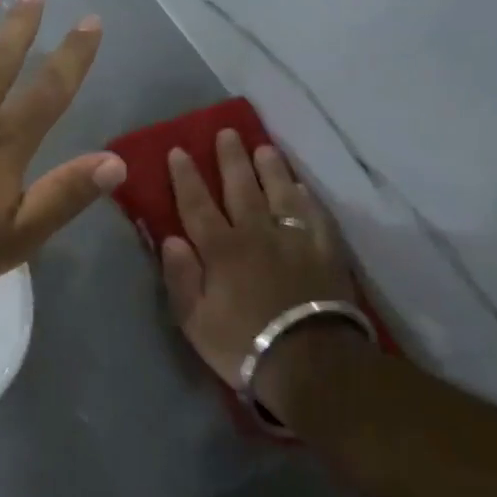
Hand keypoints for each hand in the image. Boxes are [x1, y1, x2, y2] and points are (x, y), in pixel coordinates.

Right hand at [161, 132, 361, 416]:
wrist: (312, 364)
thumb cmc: (243, 343)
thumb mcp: (193, 319)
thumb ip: (180, 276)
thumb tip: (170, 238)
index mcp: (220, 249)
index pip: (197, 204)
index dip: (186, 176)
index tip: (179, 150)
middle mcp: (257, 234)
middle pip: (242, 188)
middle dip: (231, 158)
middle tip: (226, 131)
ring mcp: (295, 240)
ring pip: (280, 194)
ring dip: (270, 168)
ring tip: (264, 147)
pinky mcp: (326, 253)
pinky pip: (314, 216)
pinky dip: (305, 198)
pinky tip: (300, 187)